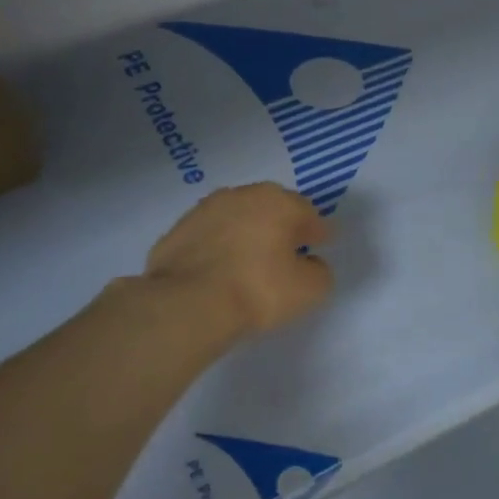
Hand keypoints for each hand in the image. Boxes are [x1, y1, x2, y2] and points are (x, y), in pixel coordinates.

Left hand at [144, 183, 333, 338]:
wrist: (188, 303)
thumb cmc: (258, 290)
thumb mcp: (309, 290)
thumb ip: (320, 272)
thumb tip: (311, 264)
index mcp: (279, 202)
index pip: (308, 213)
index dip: (316, 231)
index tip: (319, 245)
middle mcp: (242, 195)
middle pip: (271, 208)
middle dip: (281, 226)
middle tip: (286, 251)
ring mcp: (205, 209)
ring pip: (237, 218)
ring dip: (247, 233)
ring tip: (250, 261)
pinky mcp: (177, 230)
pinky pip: (210, 236)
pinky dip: (218, 247)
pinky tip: (219, 270)